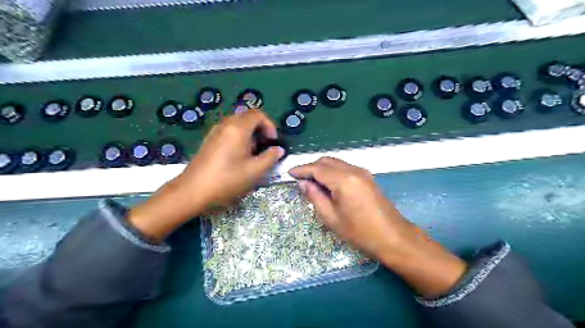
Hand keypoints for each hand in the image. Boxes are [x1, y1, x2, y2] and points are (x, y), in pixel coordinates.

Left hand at [178, 109, 284, 207]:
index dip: (269, 125)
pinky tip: (239, 156)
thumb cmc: (227, 180)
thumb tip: (278, 150)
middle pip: (247, 117)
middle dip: (260, 129)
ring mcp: (215, 131)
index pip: (258, 114)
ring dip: (250, 134)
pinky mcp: (209, 140)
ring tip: (253, 153)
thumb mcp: (254, 171)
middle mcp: (225, 124)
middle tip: (265, 146)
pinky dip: (239, 137)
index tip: (273, 142)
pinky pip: (229, 131)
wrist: (193, 191)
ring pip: (238, 124)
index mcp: (238, 128)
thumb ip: (270, 158)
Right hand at [290, 157, 468, 297]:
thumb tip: (304, 183)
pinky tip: (328, 183)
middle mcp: (353, 170)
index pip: (317, 168)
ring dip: (322, 168)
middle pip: (327, 161)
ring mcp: (363, 172)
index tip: (289, 173)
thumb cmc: (360, 232)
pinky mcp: (368, 178)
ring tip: (312, 182)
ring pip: (336, 163)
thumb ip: (315, 197)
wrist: (394, 238)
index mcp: (343, 179)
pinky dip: (333, 172)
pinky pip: (345, 168)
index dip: (301, 169)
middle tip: (300, 179)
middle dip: (311, 167)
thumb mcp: (331, 217)